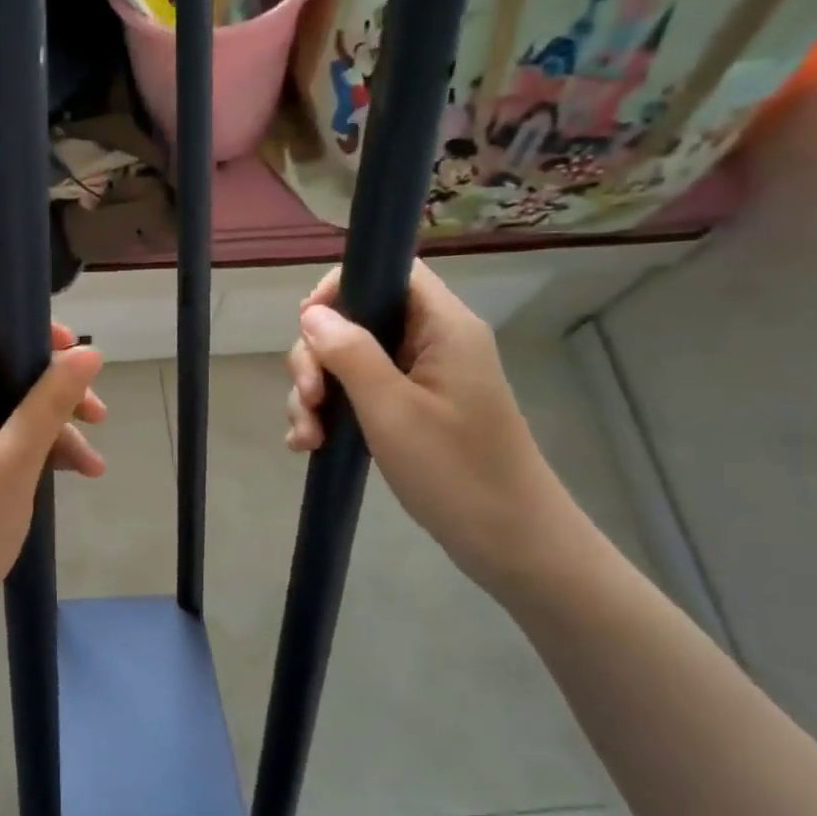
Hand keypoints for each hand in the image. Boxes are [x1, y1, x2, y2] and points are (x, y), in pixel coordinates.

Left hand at [0, 300, 105, 650]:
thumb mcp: (18, 463)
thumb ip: (51, 401)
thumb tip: (87, 351)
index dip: (28, 325)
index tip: (70, 355)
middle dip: (50, 384)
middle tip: (97, 416)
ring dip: (44, 422)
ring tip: (90, 465)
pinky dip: (21, 445)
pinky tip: (64, 474)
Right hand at [284, 261, 584, 594]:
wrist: (510, 543)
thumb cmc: (456, 471)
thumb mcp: (392, 410)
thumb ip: (349, 353)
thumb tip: (311, 313)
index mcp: (442, 327)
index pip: (388, 272)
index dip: (340, 287)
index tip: (308, 327)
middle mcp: (430, 342)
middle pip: (355, 319)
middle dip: (317, 357)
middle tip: (309, 399)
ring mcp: (418, 378)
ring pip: (348, 361)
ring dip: (316, 393)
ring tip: (306, 438)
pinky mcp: (409, 410)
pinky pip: (357, 393)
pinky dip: (329, 413)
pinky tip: (308, 444)